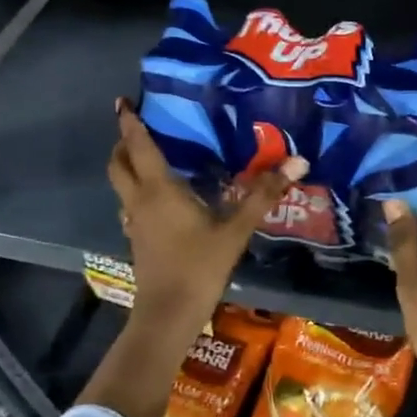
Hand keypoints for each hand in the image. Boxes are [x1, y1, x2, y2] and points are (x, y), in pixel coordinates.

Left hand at [107, 99, 307, 337]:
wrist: (168, 314)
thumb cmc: (199, 266)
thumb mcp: (235, 229)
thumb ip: (263, 195)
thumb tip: (298, 161)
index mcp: (158, 189)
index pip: (138, 146)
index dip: (130, 122)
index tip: (123, 101)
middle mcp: (139, 201)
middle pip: (118, 164)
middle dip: (123, 143)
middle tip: (138, 129)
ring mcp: (134, 223)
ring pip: (122, 186)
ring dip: (128, 168)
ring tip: (152, 158)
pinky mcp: (138, 240)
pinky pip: (132, 205)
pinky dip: (139, 192)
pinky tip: (163, 200)